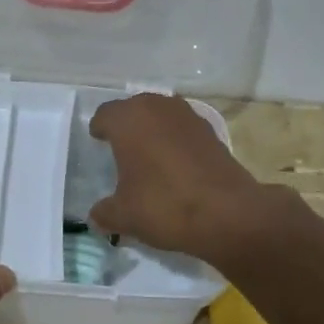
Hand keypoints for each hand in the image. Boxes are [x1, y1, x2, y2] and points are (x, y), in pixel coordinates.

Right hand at [87, 94, 278, 264]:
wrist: (227, 213)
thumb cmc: (164, 205)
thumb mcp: (124, 216)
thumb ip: (104, 212)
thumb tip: (96, 215)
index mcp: (128, 119)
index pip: (105, 114)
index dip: (99, 128)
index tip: (98, 141)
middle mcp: (157, 107)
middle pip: (134, 108)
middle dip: (126, 125)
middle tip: (120, 148)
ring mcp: (188, 116)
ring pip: (161, 115)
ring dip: (152, 129)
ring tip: (148, 154)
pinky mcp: (211, 131)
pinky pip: (182, 129)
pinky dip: (175, 140)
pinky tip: (175, 164)